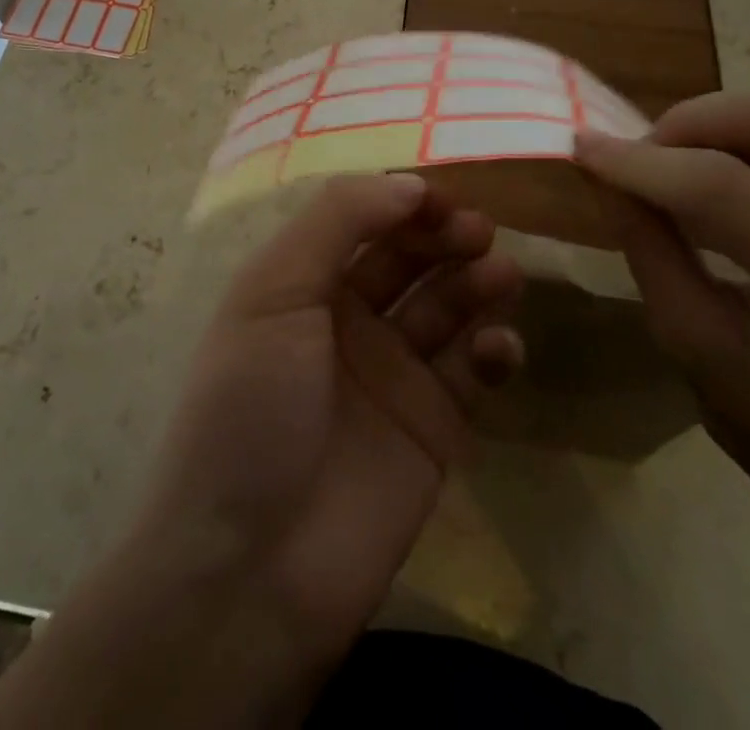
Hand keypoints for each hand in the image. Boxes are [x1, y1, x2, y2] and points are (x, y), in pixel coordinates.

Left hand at [0, 175, 525, 728]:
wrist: (252, 566)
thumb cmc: (250, 406)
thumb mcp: (272, 292)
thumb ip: (335, 223)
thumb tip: (407, 182)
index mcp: (303, 282)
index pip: (362, 221)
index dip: (401, 202)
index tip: (441, 195)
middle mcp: (348, 319)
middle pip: (409, 258)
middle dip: (443, 236)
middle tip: (478, 231)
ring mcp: (393, 374)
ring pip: (447, 307)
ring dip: (476, 283)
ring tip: (499, 274)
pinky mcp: (434, 428)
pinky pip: (472, 372)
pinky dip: (492, 351)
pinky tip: (496, 349)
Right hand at [576, 79, 749, 566]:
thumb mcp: (694, 350)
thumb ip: (648, 247)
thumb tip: (603, 169)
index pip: (726, 188)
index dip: (642, 161)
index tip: (583, 148)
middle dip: (695, 120)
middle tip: (647, 156)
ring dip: (736, 116)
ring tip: (691, 158)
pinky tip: (744, 164)